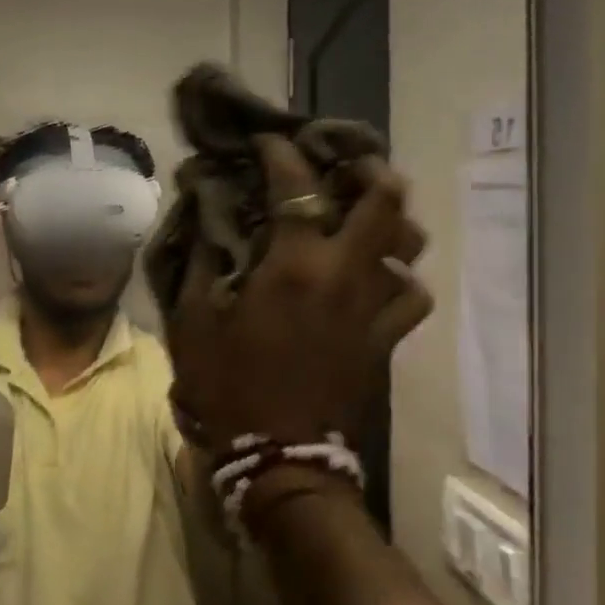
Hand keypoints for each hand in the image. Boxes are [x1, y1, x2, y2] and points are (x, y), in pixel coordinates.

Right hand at [163, 136, 430, 457]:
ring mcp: (373, 307)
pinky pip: (410, 296)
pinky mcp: (385, 339)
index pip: (296, 185)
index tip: (268, 143)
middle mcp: (345, 273)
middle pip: (385, 200)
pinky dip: (399, 277)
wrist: (279, 461)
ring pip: (409, 245)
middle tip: (346, 163)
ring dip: (391, 221)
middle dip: (369, 169)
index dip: (281, 154)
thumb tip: (205, 215)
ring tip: (367, 215)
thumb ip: (201, 261)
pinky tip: (379, 278)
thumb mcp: (194, 321)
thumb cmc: (228, 387)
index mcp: (294, 265)